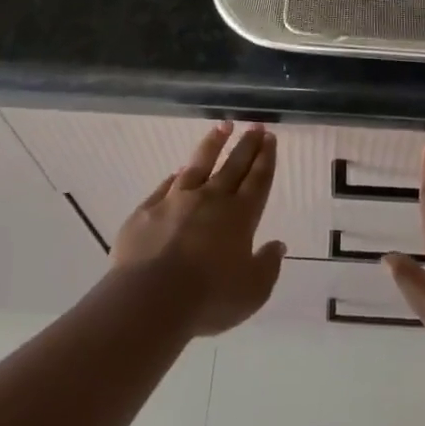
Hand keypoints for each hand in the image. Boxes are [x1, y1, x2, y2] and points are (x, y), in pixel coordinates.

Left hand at [111, 122, 284, 335]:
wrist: (150, 300)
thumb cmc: (209, 298)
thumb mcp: (252, 292)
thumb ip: (267, 266)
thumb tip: (277, 245)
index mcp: (240, 216)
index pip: (258, 180)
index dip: (266, 158)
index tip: (270, 137)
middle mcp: (211, 200)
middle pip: (233, 166)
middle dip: (247, 145)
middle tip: (255, 125)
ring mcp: (176, 201)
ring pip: (199, 165)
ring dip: (213, 144)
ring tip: (223, 126)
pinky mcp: (147, 211)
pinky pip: (165, 186)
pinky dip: (175, 177)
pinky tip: (178, 171)